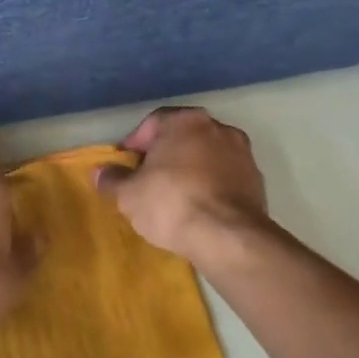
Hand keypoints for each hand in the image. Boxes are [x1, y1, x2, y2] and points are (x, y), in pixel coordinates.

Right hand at [95, 107, 269, 265]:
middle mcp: (218, 127)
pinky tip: (199, 209)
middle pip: (183, 137)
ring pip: (206, 156)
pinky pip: (225, 177)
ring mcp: (243, 153)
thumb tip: (100, 173)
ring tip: (174, 197)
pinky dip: (211, 186)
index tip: (126, 167)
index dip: (135, 144)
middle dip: (165, 156)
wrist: (228, 236)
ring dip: (190, 170)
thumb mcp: (129, 195)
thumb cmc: (171, 203)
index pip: (153, 123)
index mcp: (185, 121)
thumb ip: (112, 180)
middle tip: (148, 181)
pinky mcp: (257, 180)